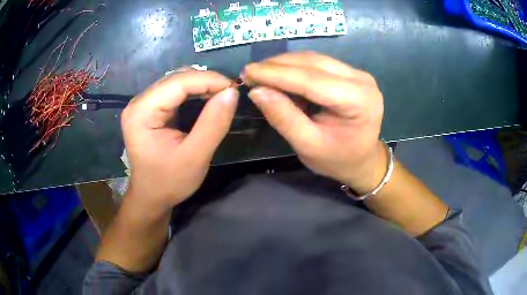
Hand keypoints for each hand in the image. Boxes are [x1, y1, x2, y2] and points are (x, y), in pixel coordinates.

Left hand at [121, 70, 238, 210]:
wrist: (151, 196)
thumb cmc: (169, 182)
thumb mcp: (195, 157)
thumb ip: (213, 124)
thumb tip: (232, 92)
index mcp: (142, 113)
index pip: (177, 83)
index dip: (208, 80)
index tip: (234, 88)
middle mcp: (138, 102)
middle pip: (176, 78)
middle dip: (206, 81)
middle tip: (230, 94)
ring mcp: (142, 104)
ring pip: (176, 81)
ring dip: (201, 85)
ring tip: (221, 95)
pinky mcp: (149, 108)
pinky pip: (174, 91)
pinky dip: (194, 92)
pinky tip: (206, 98)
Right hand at [243, 52, 385, 193]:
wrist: (363, 159)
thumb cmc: (338, 159)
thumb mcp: (308, 146)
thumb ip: (284, 118)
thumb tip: (257, 91)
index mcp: (358, 101)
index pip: (312, 80)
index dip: (276, 74)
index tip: (247, 71)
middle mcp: (361, 80)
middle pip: (313, 63)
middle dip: (277, 66)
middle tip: (249, 72)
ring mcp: (357, 74)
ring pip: (314, 59)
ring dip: (284, 64)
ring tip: (260, 73)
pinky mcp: (350, 73)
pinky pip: (318, 63)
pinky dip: (295, 67)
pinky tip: (279, 74)